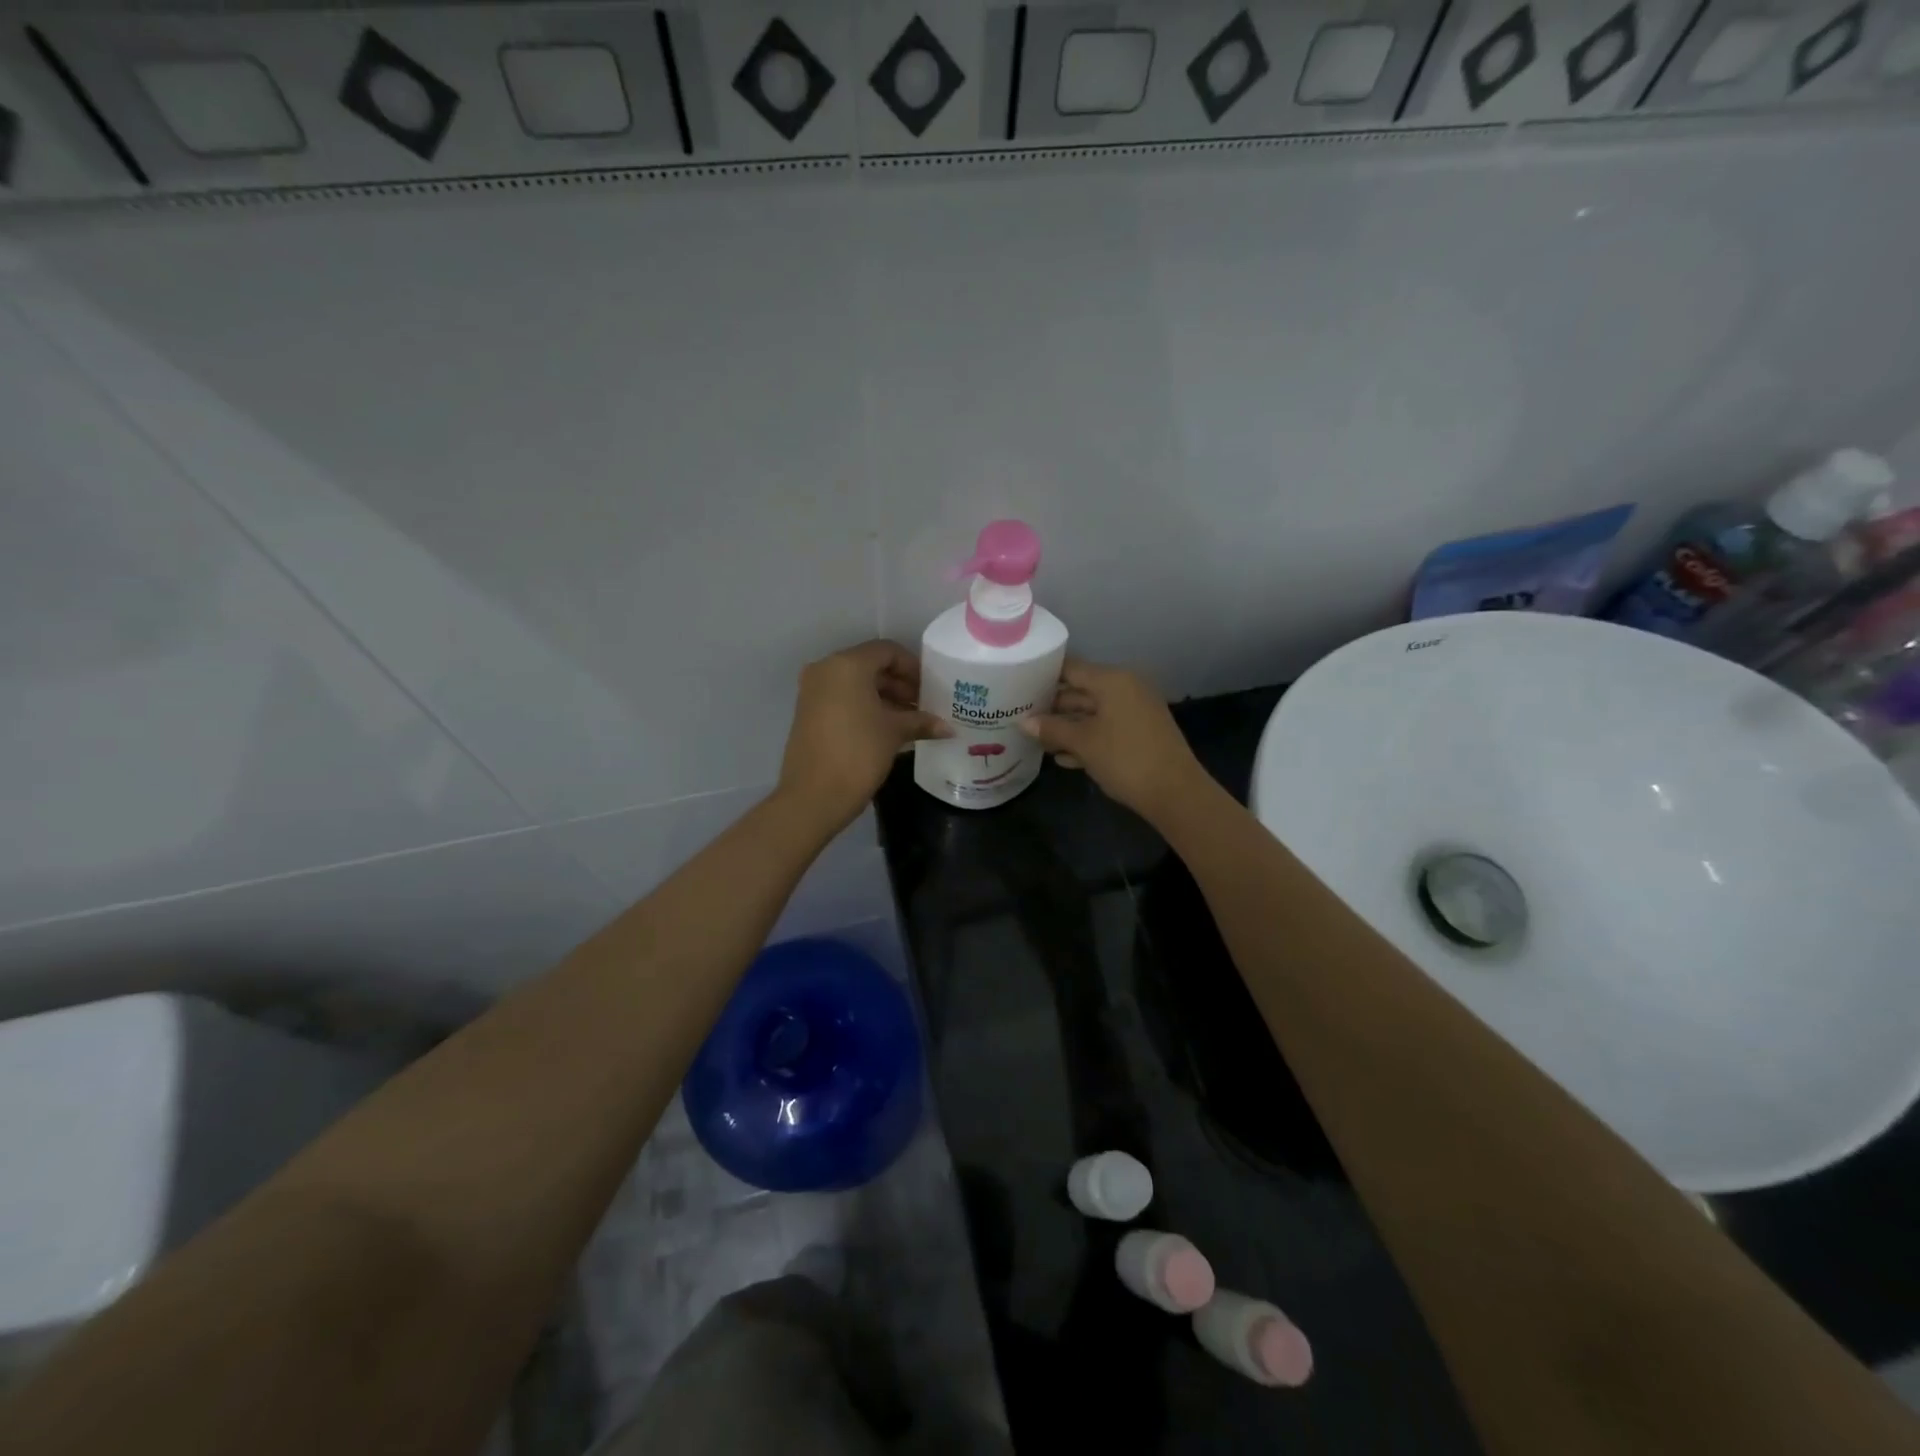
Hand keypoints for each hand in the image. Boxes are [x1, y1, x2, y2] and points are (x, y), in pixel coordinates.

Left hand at [778, 640, 948, 832]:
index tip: (931, 688)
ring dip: (884, 697)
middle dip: (900, 684)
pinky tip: (888, 729)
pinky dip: (865, 707)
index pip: (887, 651)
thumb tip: (948, 728)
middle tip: (924, 706)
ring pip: (856, 684)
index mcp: (847, 665)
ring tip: (911, 720)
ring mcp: (813, 691)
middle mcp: (826, 670)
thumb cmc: (858, 754)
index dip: (913, 667)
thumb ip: (921, 722)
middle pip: (871, 666)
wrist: (813, 796)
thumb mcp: (894, 733)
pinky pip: (843, 699)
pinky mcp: (808, 712)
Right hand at [1020, 659, 1206, 822]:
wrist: (1175, 793)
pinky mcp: (1140, 733)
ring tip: (1036, 740)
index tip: (1017, 686)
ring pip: (1092, 713)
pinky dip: (1087, 739)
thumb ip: (1052, 729)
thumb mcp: (1083, 743)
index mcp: (1113, 680)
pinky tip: (1063, 758)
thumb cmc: (1125, 759)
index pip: (1070, 669)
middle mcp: (1126, 688)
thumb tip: (1023, 722)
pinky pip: (1106, 728)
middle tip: (1020, 717)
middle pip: (1081, 691)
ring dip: (1067, 727)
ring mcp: (1135, 711)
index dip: (1043, 676)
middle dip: (1052, 707)